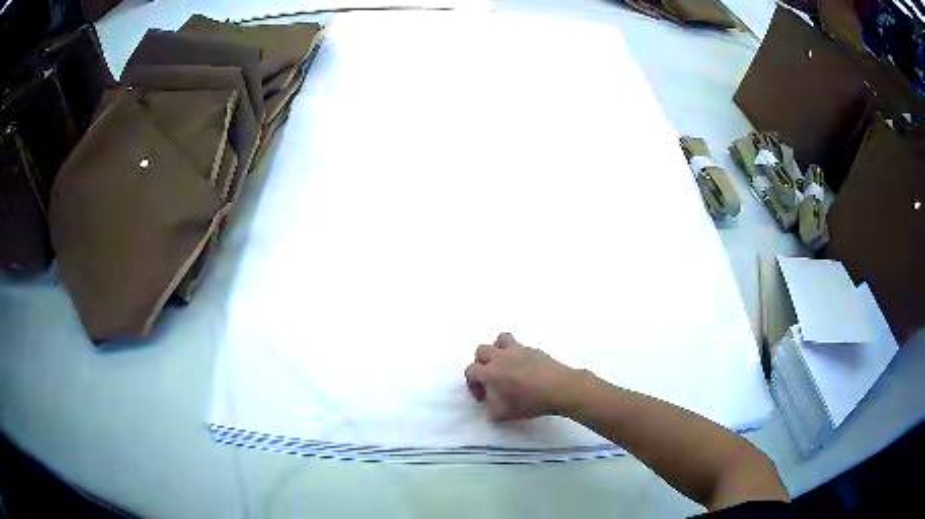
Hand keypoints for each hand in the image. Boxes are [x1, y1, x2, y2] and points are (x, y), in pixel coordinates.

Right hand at [464, 332, 579, 421]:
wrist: (559, 389)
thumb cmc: (529, 402)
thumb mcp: (503, 414)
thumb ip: (490, 410)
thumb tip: (489, 408)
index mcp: (490, 372)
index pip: (470, 370)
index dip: (473, 384)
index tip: (483, 397)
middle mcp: (501, 356)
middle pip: (481, 350)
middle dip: (481, 364)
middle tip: (491, 379)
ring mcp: (518, 350)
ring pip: (500, 339)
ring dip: (498, 350)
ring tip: (504, 365)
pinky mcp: (533, 349)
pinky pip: (519, 347)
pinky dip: (517, 355)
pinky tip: (524, 369)